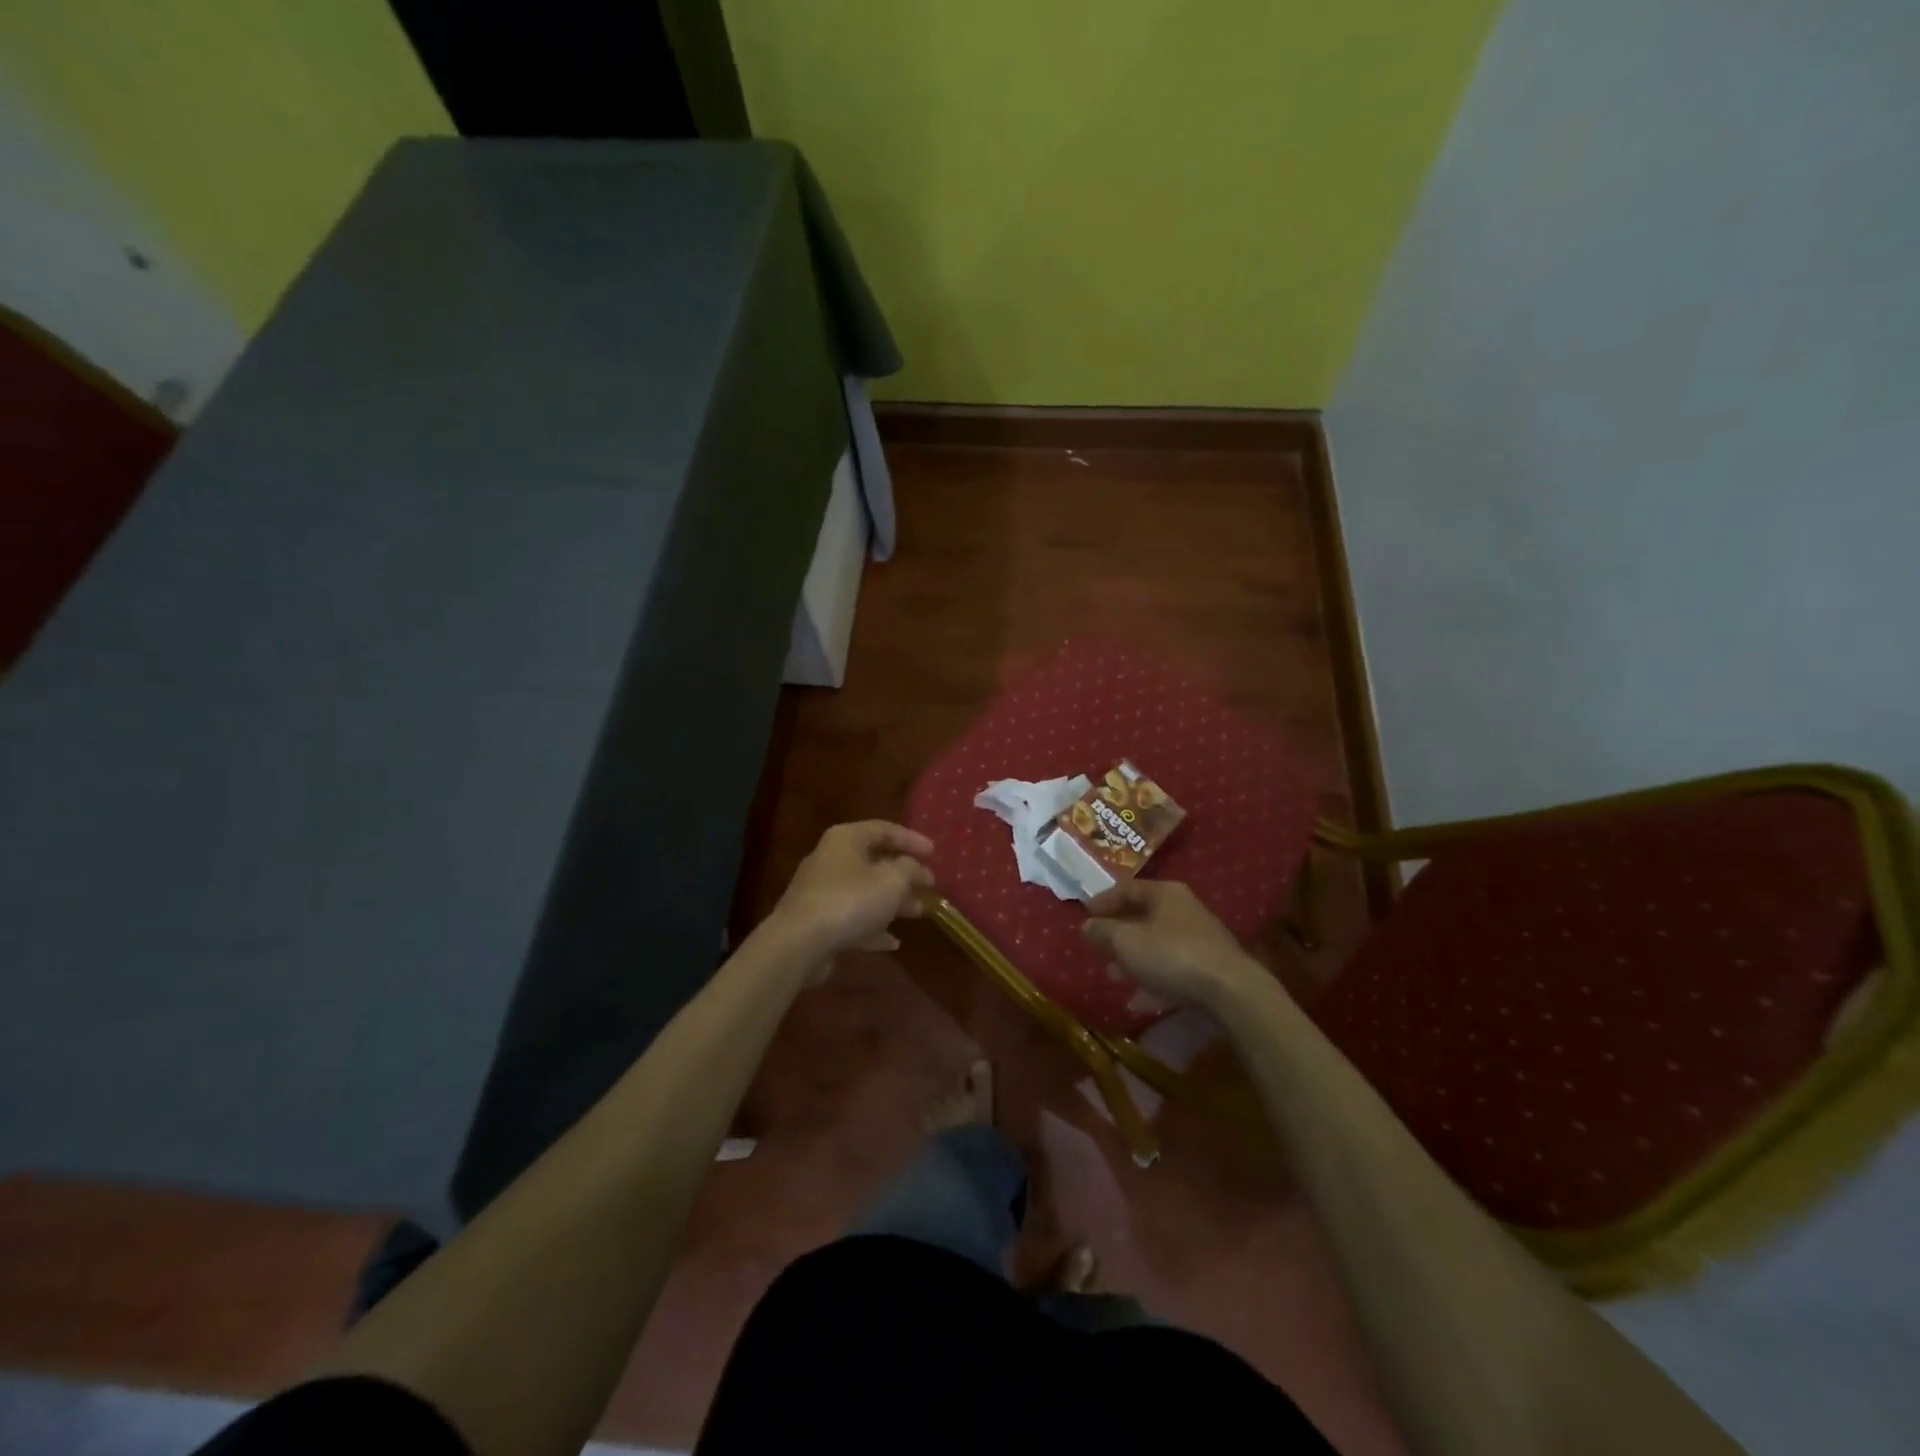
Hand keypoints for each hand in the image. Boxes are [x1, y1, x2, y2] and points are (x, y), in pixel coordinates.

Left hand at [766, 821, 934, 963]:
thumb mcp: (892, 880)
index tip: (934, 853)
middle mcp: (831, 859)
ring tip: (918, 912)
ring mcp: (821, 892)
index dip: (911, 839)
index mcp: (846, 839)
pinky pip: (852, 918)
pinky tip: (892, 942)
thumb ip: (910, 869)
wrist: (799, 943)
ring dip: (892, 902)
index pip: (884, 829)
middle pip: (874, 861)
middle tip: (928, 885)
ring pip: (865, 892)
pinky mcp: (818, 921)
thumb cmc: (850, 900)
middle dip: (904, 875)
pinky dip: (873, 927)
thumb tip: (917, 869)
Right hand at [1083, 880, 1273, 1012]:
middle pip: (1143, 916)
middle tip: (1097, 946)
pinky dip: (1152, 980)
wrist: (1230, 991)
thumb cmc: (1171, 954)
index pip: (1128, 888)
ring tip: (1113, 975)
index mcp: (1165, 894)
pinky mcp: (1208, 968)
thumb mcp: (1126, 941)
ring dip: (1133, 959)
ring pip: (1156, 945)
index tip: (1085, 913)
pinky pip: (1172, 969)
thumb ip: (1103, 931)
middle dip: (1118, 934)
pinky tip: (1138, 1000)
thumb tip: (1087, 926)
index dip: (1103, 900)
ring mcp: (1199, 940)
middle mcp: (1184, 910)